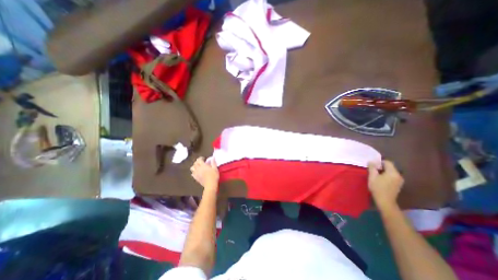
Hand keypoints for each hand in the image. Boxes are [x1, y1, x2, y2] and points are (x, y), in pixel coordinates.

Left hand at [190, 156, 218, 190]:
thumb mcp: (215, 168)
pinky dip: (194, 172)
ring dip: (194, 166)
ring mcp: (196, 173)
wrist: (210, 185)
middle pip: (195, 163)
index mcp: (203, 165)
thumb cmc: (214, 176)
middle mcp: (198, 169)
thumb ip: (213, 162)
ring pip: (192, 168)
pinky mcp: (196, 178)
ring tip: (198, 167)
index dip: (201, 158)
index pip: (199, 160)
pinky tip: (197, 172)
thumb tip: (212, 157)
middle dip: (197, 161)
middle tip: (201, 162)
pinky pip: (192, 174)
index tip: (204, 158)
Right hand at [367, 161, 401, 210]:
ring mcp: (399, 181)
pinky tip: (380, 180)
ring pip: (391, 172)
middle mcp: (399, 175)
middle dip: (381, 167)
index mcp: (393, 172)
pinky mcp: (398, 185)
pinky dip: (386, 176)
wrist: (385, 201)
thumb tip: (371, 161)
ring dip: (383, 172)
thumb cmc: (378, 188)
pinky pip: (392, 177)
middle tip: (372, 170)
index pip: (387, 162)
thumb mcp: (372, 176)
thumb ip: (372, 168)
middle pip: (390, 167)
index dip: (379, 162)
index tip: (372, 165)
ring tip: (375, 175)